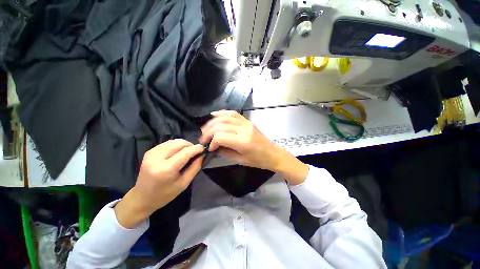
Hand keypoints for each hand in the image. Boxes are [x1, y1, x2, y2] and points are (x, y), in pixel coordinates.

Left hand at [114, 139, 203, 227]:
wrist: (142, 198)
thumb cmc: (165, 194)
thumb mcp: (184, 183)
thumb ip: (195, 167)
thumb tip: (201, 155)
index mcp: (166, 169)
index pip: (185, 152)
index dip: (196, 148)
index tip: (203, 148)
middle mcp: (157, 158)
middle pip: (179, 143)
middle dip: (190, 145)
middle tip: (195, 152)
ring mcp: (151, 153)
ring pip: (174, 141)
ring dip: (184, 144)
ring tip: (188, 152)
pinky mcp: (150, 151)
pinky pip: (168, 143)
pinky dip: (176, 145)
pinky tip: (178, 152)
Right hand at [199, 110, 308, 184]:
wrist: (272, 153)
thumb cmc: (258, 160)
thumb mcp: (240, 160)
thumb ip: (225, 152)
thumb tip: (213, 147)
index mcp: (243, 142)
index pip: (221, 136)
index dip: (212, 142)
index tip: (210, 148)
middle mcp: (244, 129)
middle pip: (221, 125)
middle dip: (209, 131)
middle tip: (203, 138)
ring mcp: (246, 123)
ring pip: (225, 117)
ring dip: (213, 121)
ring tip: (205, 128)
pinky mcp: (248, 121)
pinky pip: (233, 113)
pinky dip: (222, 113)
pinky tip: (215, 115)